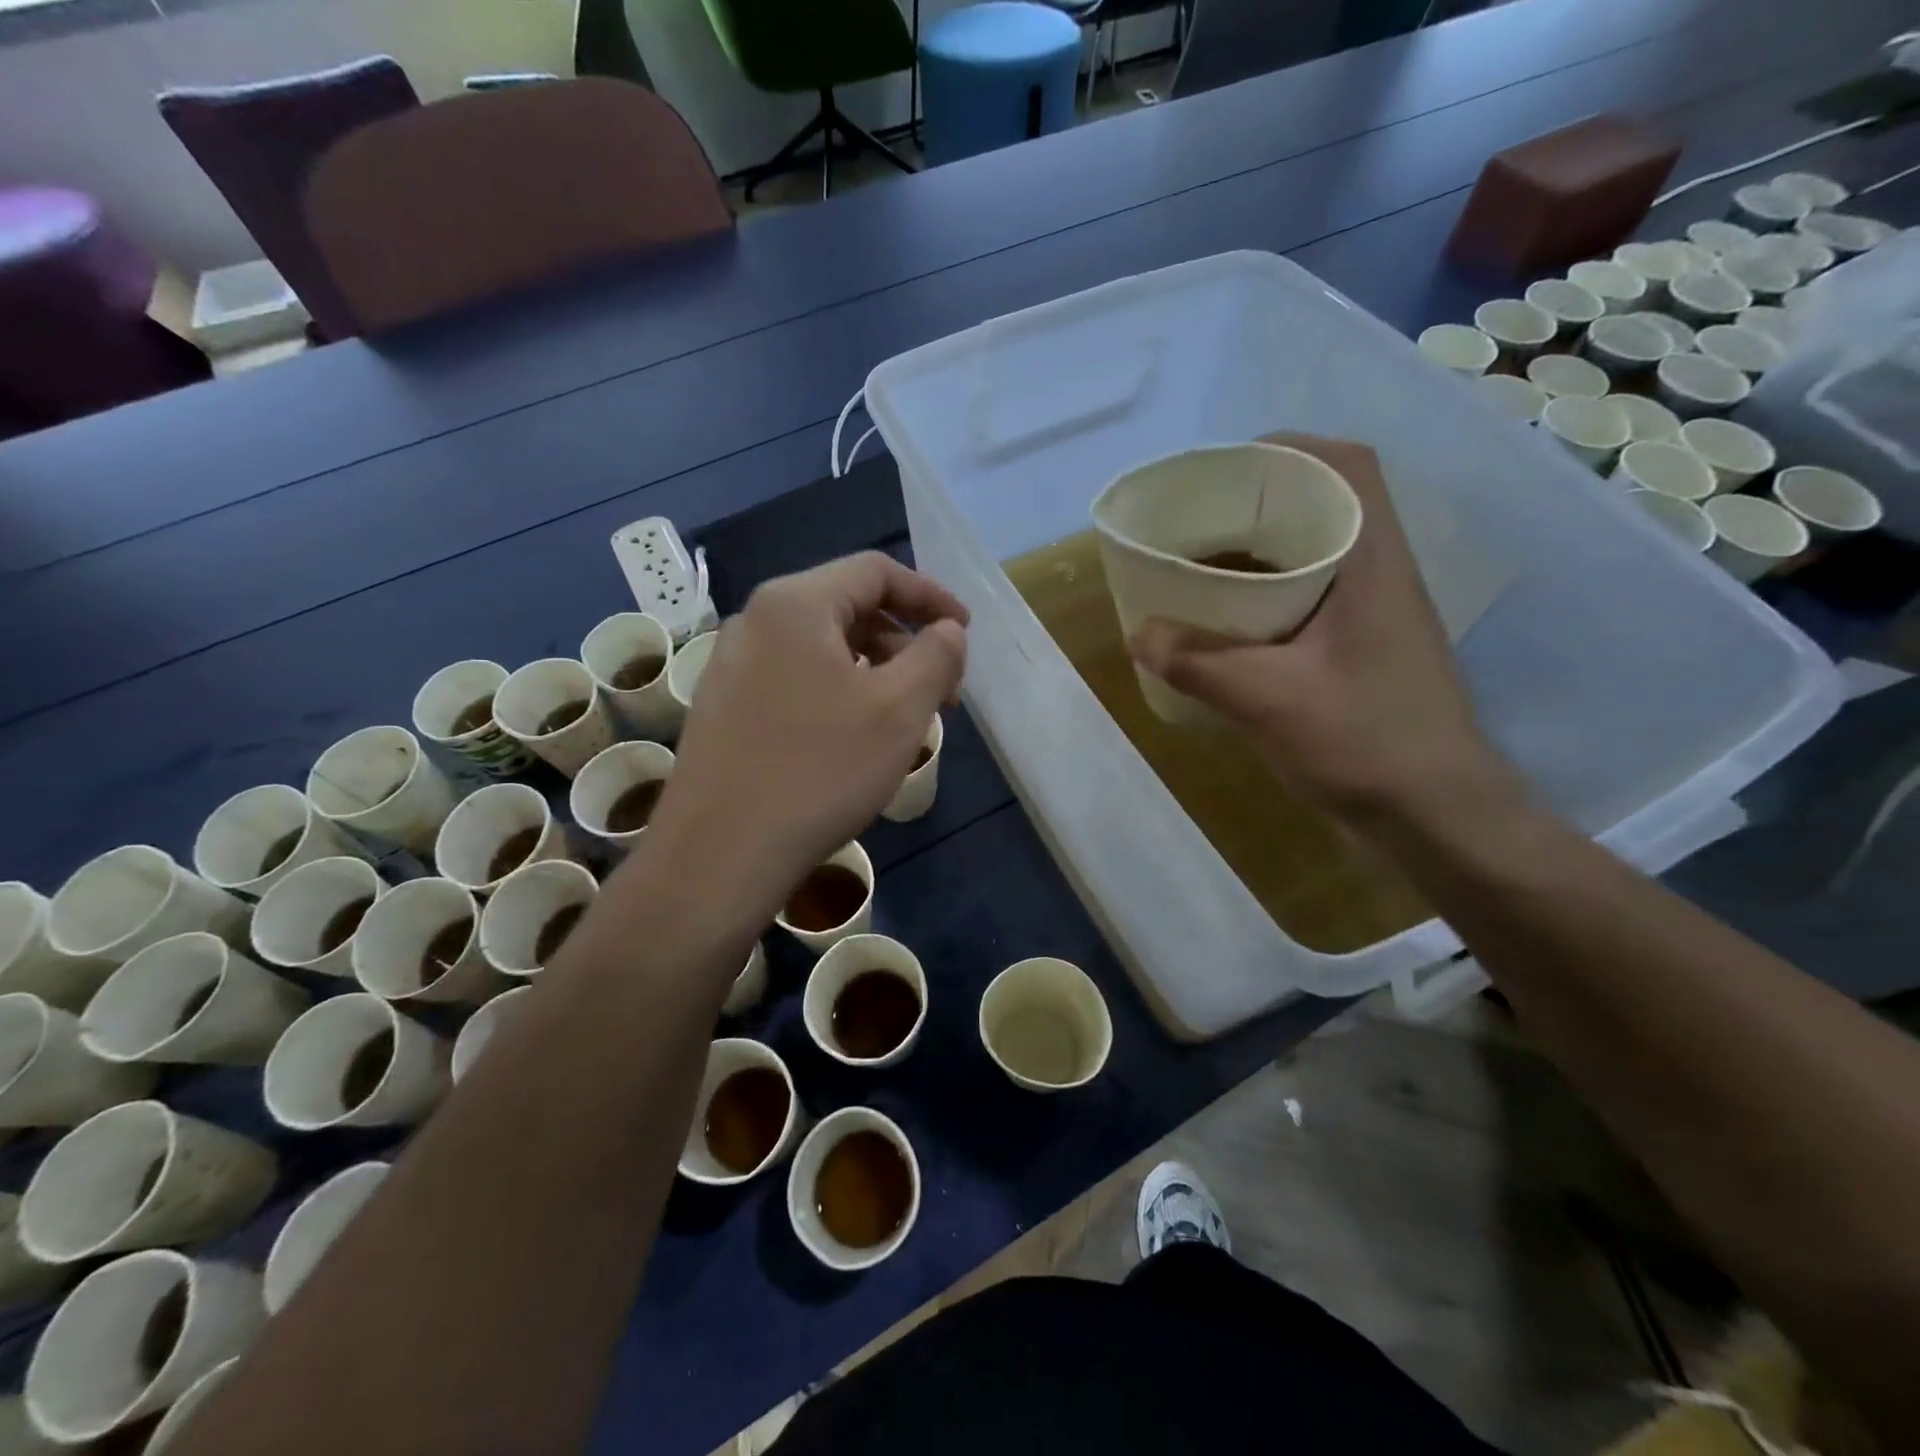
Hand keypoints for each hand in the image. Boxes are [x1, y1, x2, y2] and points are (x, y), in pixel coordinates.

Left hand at [646, 552, 967, 905]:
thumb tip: (948, 630)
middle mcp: (755, 620)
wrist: (720, 853)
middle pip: (846, 606)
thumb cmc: (820, 771)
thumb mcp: (899, 710)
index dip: (930, 596)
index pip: (875, 571)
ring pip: (820, 647)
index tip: (965, 632)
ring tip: (904, 718)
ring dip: (873, 669)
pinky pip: (794, 678)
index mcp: (795, 603)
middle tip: (942, 688)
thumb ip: (936, 656)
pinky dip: (837, 691)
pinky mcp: (722, 706)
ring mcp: (730, 665)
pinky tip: (853, 737)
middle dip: (904, 640)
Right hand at [1128, 433, 1517, 834]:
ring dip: (1260, 554)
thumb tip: (1141, 634)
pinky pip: (1310, 601)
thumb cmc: (1365, 742)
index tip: (1229, 466)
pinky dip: (1267, 598)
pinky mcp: (1363, 652)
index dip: (1291, 449)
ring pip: (1316, 557)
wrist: (1437, 816)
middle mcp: (1380, 576)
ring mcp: (1375, 617)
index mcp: (1372, 563)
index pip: (1349, 467)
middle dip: (1259, 502)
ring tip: (1201, 565)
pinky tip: (1227, 625)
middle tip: (1197, 518)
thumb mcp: (1268, 700)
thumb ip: (1198, 664)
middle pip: (1325, 506)